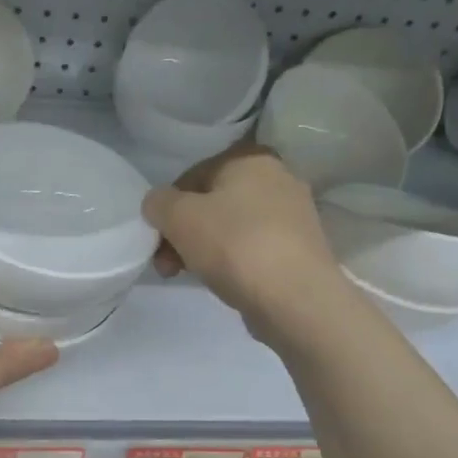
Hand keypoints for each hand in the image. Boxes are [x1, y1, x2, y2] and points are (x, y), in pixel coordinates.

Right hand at [144, 143, 345, 338]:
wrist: (295, 299)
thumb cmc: (234, 245)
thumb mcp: (178, 217)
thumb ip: (158, 202)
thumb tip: (159, 204)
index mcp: (252, 158)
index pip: (193, 175)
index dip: (168, 207)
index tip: (158, 239)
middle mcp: (279, 178)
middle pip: (212, 203)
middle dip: (183, 233)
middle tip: (167, 265)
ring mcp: (294, 216)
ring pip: (232, 227)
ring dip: (203, 249)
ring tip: (189, 277)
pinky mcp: (300, 249)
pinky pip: (253, 248)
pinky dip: (232, 262)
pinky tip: (223, 283)